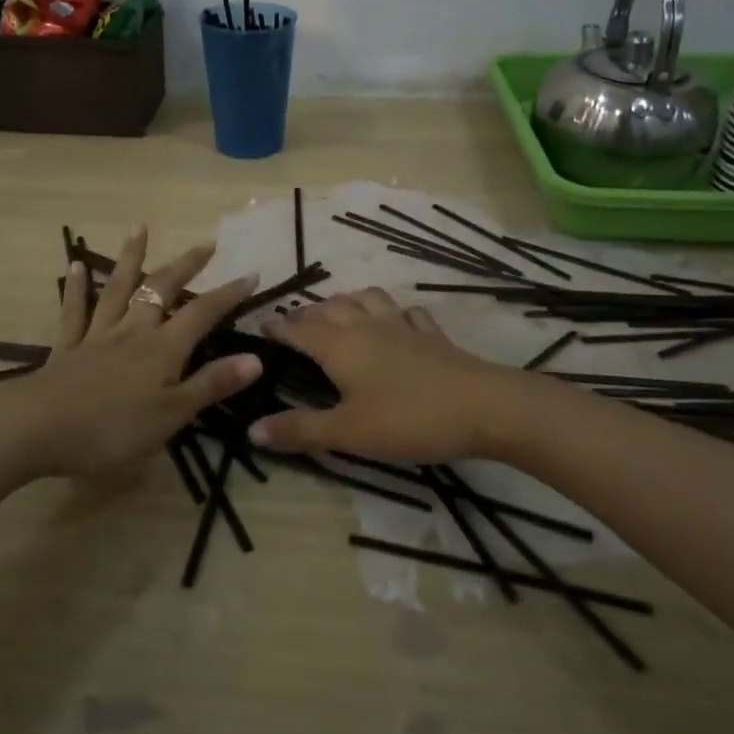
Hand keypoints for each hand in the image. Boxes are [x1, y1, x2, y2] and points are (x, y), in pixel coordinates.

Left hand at [11, 227, 264, 479]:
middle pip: (161, 290)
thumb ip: (211, 384)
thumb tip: (256, 359)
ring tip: (140, 227)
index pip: (202, 313)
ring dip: (131, 258)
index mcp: (162, 349)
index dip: (227, 294)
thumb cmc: (112, 430)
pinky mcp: (67, 348)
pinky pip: (73, 311)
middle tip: (205, 244)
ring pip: (117, 289)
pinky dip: (77, 287)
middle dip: (185, 265)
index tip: (250, 273)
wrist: (38, 430)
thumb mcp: (172, 415)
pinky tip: (76, 265)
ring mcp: (97, 336)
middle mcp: (132, 331)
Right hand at [246, 289, 517, 465]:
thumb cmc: (407, 420)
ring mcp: (402, 326)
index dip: (278, 326)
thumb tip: (251, 431)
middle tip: (294, 324)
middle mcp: (366, 326)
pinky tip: (396, 323)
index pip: (299, 328)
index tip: (261, 325)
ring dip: (347, 301)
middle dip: (308, 313)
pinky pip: (406, 313)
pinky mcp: (431, 335)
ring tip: (339, 313)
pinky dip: (393, 313)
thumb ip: (299, 430)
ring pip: (367, 299)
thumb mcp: (347, 433)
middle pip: (329, 308)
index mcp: (339, 346)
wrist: (482, 407)